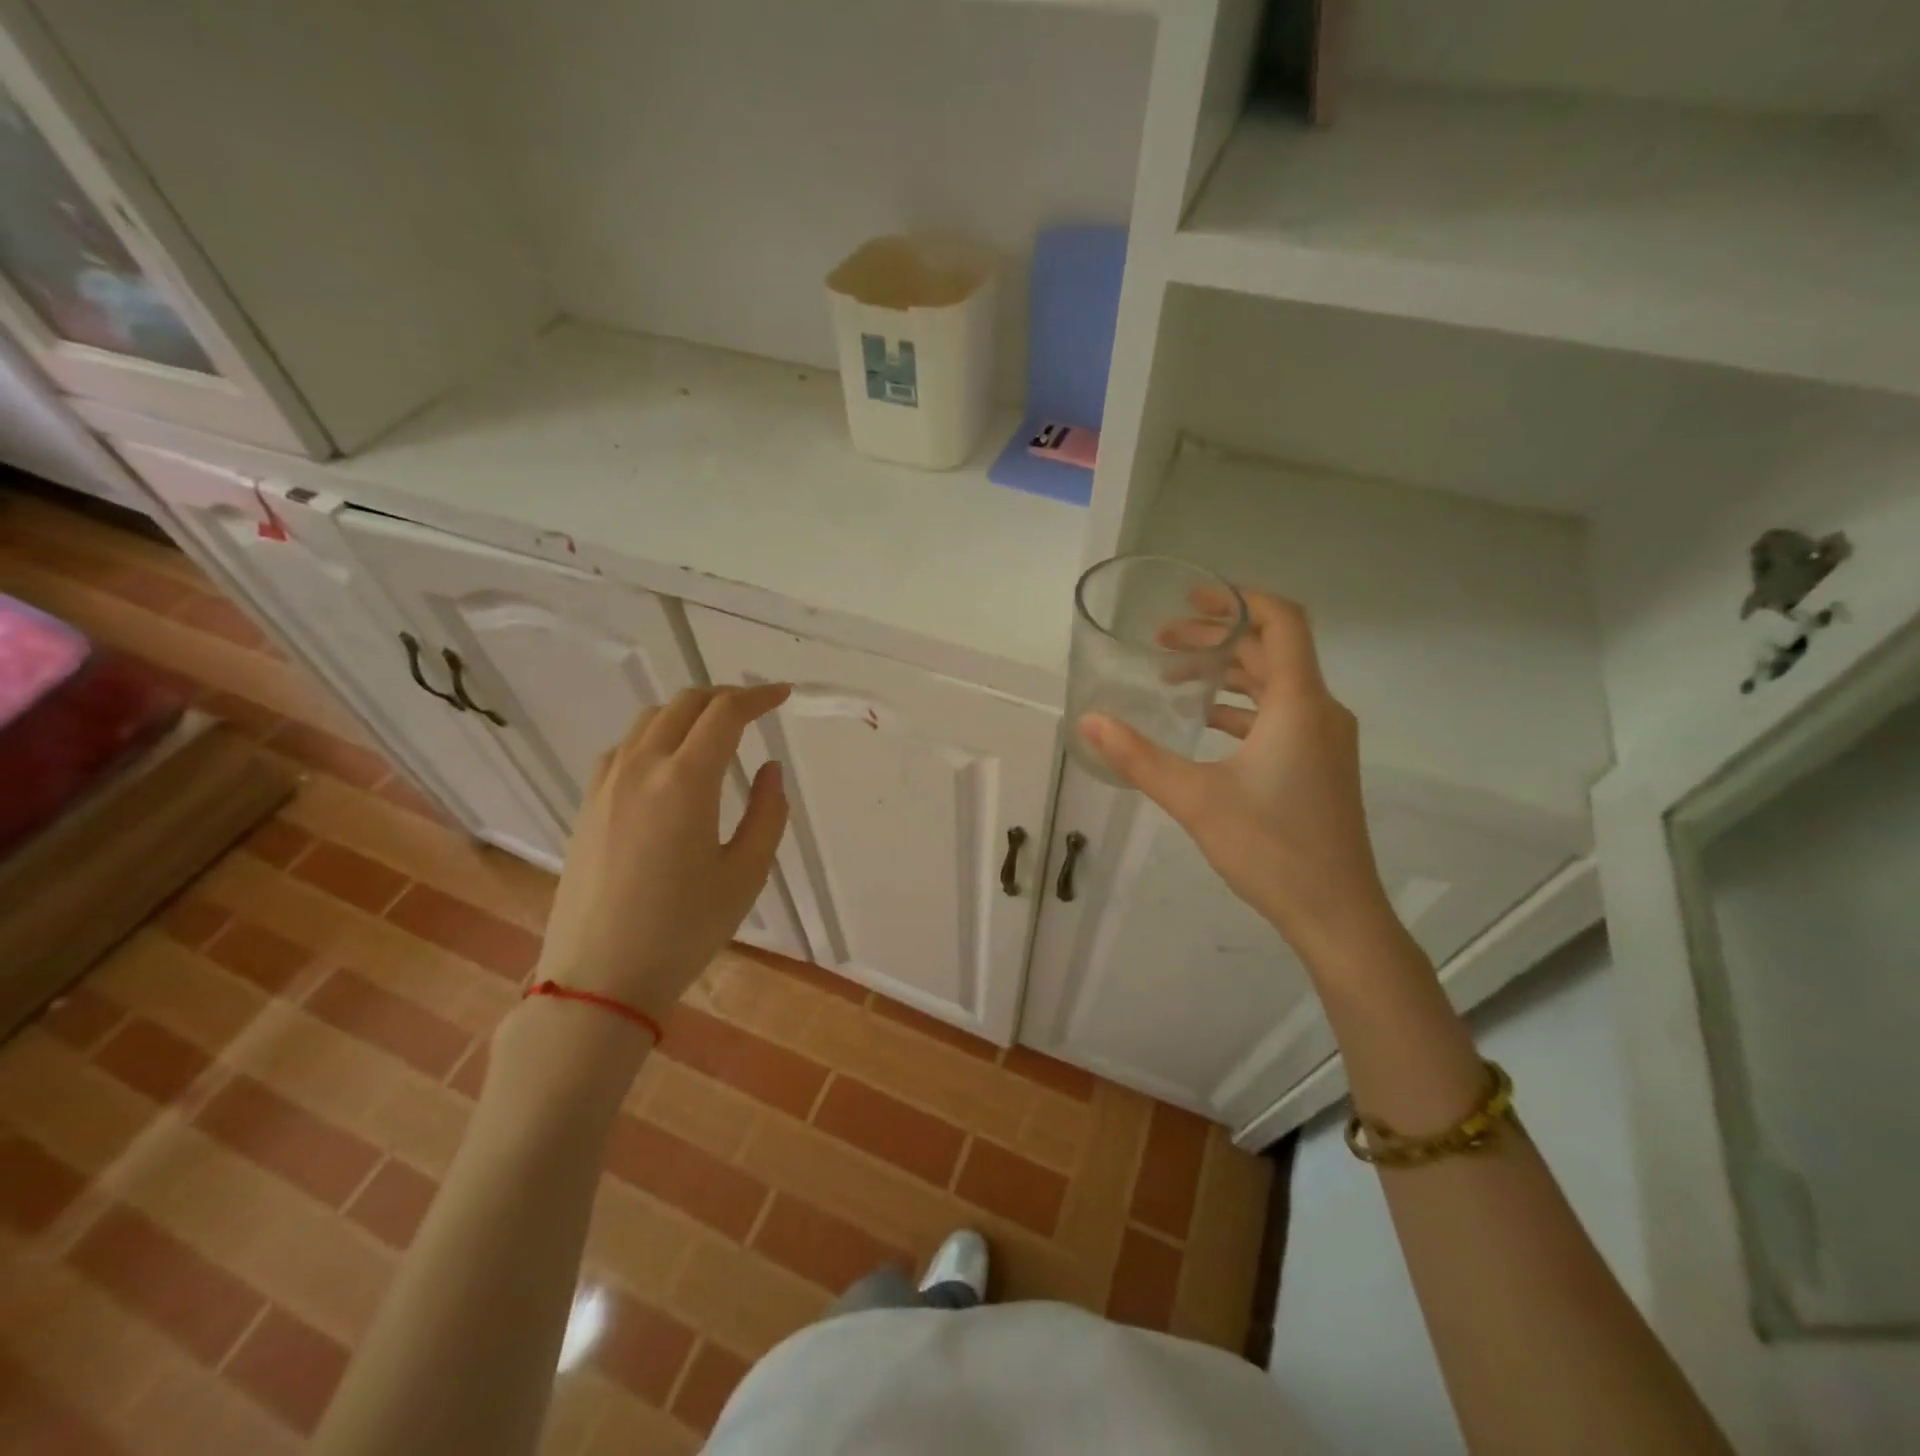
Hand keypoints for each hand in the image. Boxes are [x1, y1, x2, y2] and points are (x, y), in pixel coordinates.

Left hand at [537, 684, 791, 1023]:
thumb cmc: (684, 930)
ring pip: (650, 720)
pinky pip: (624, 747)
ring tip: (715, 732)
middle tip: (755, 710)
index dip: (759, 697)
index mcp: (685, 781)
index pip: (725, 714)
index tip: (783, 695)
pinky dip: (654, 736)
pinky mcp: (588, 805)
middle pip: (685, 704)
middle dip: (725, 697)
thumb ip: (767, 813)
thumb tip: (768, 770)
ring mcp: (606, 784)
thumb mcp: (746, 874)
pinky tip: (667, 763)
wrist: (599, 977)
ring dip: (688, 712)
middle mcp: (641, 768)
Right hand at [1079, 591, 1393, 961]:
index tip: (1192, 598)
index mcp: (1299, 704)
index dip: (1239, 599)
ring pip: (1275, 684)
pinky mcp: (1320, 763)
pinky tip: (1203, 723)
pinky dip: (1242, 706)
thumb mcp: (1194, 799)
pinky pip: (1281, 714)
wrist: (1336, 912)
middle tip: (1162, 642)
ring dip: (1227, 673)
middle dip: (1217, 639)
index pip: (1281, 621)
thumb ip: (1138, 757)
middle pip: (1271, 650)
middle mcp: (1320, 710)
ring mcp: (1325, 738)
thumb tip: (1088, 721)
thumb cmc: (1270, 848)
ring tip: (1174, 677)